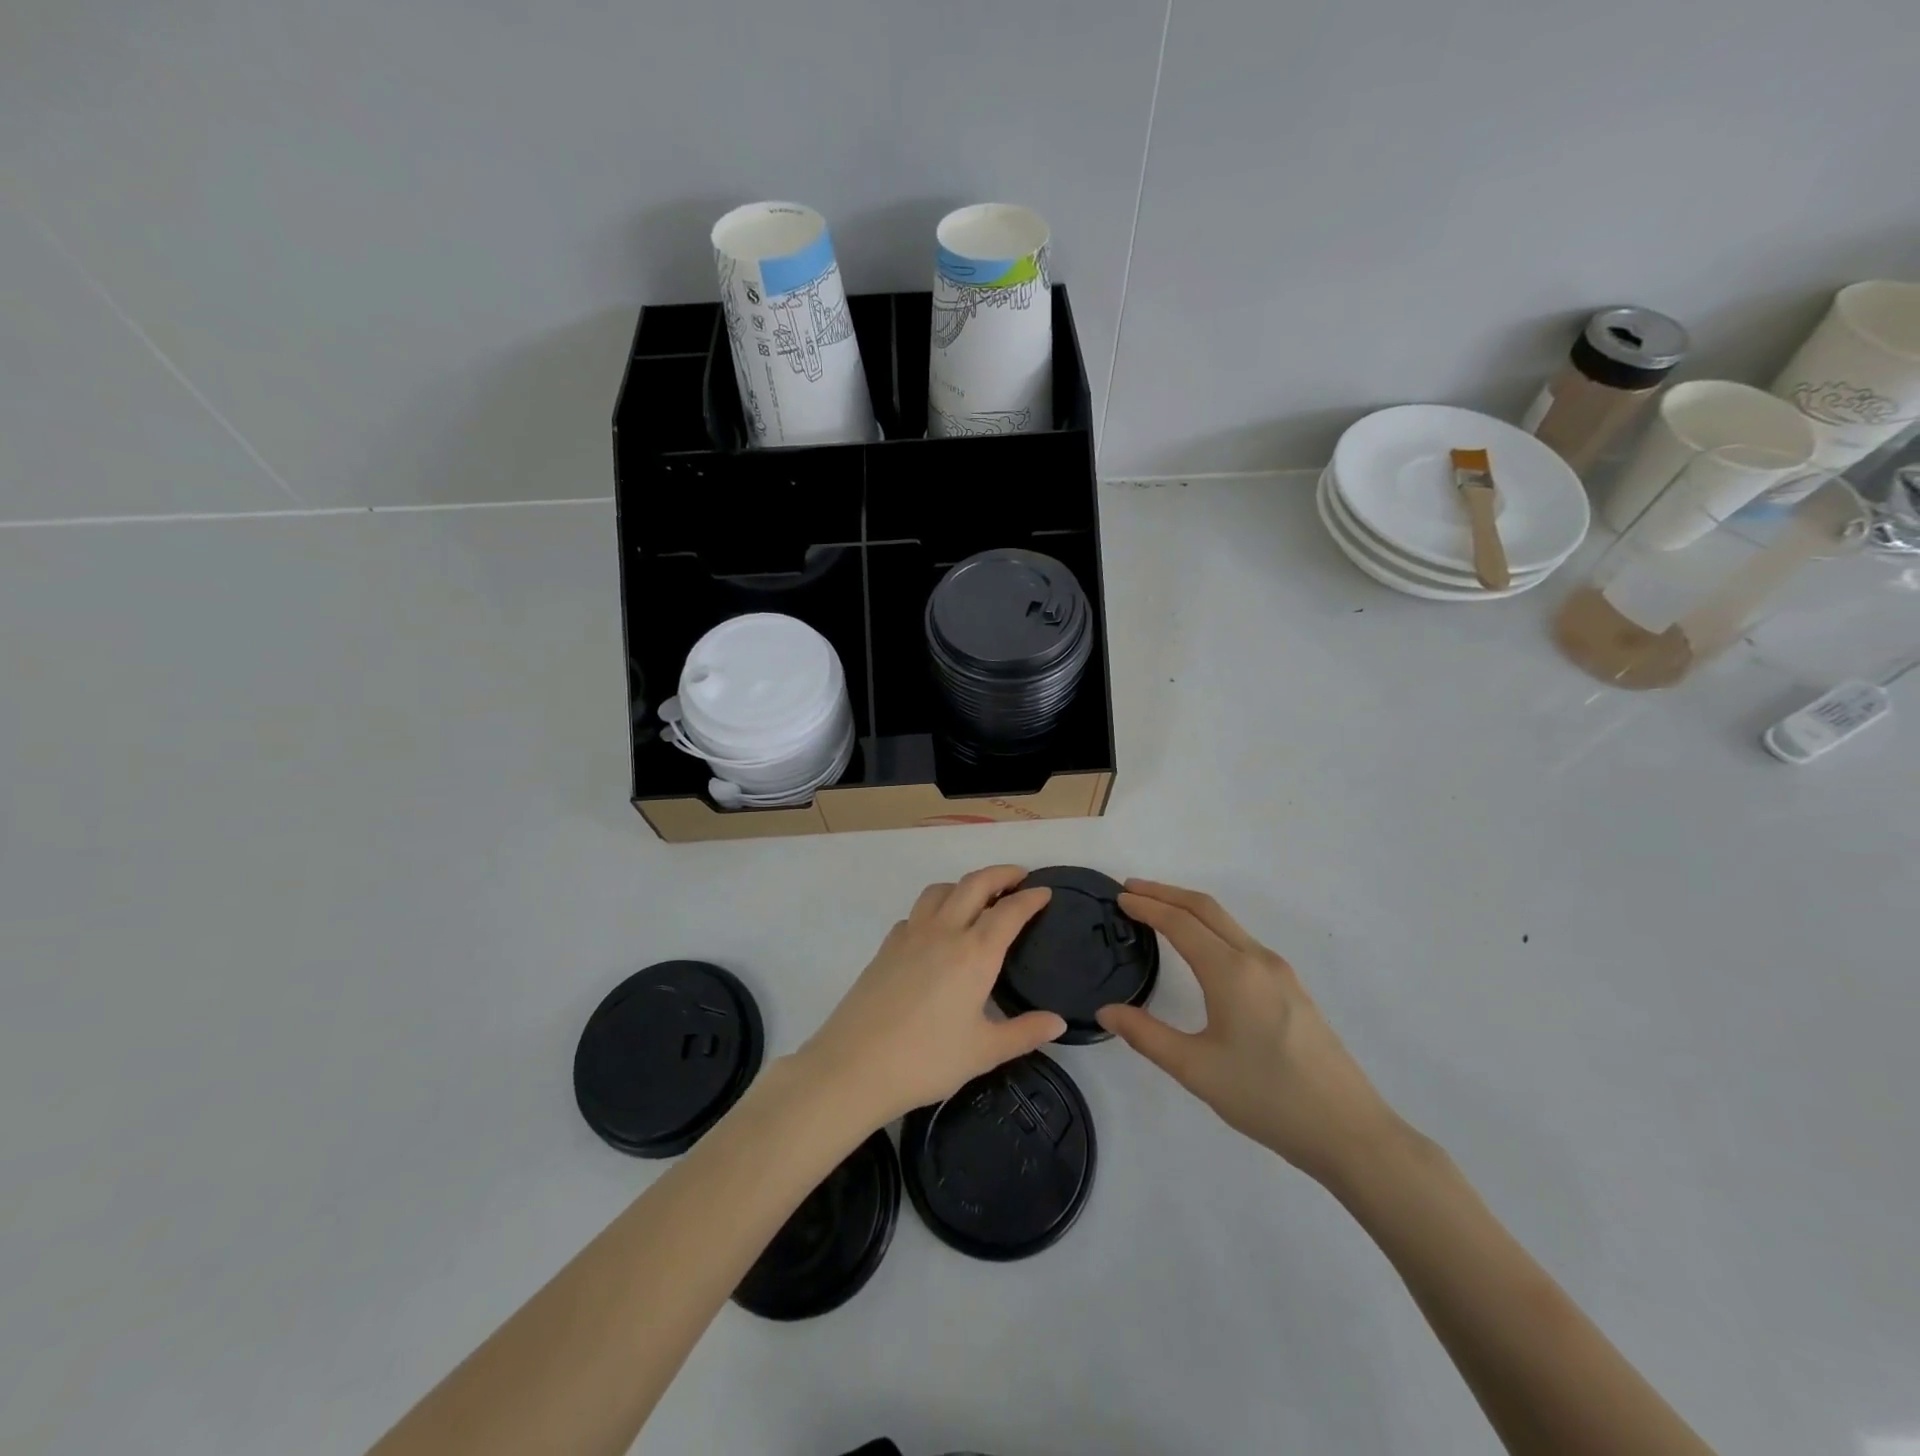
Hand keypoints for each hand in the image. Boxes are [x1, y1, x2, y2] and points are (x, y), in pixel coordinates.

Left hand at [795, 866, 1066, 1128]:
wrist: (854, 1066)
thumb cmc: (926, 1060)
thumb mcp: (984, 1052)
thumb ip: (1024, 1032)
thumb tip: (1058, 1022)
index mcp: (974, 954)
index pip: (1009, 911)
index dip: (1030, 898)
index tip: (1045, 892)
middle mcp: (944, 932)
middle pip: (974, 884)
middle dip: (1000, 874)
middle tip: (1019, 877)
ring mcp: (910, 935)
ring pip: (941, 890)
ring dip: (964, 884)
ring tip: (978, 897)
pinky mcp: (887, 946)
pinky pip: (917, 912)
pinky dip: (935, 907)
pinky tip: (937, 930)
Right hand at [1097, 879, 1400, 1185]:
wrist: (1349, 1131)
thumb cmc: (1267, 1098)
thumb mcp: (1196, 1070)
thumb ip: (1146, 1035)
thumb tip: (1107, 1011)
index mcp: (1231, 972)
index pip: (1180, 922)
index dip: (1147, 905)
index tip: (1119, 897)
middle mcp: (1256, 959)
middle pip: (1206, 908)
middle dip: (1166, 892)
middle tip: (1131, 889)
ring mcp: (1279, 972)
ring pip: (1227, 923)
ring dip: (1190, 908)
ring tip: (1158, 912)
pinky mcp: (1292, 988)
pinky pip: (1242, 940)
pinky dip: (1211, 928)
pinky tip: (1201, 949)